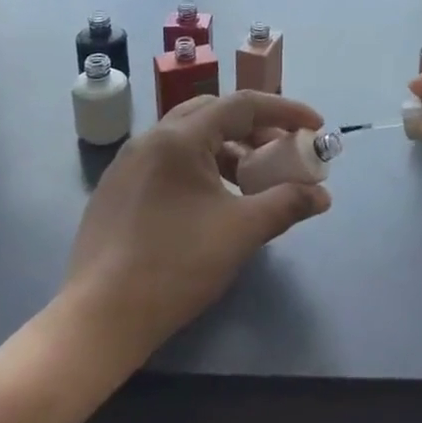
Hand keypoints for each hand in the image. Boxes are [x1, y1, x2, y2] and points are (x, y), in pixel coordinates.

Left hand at [61, 91, 331, 368]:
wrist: (100, 317)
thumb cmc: (176, 266)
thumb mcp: (241, 232)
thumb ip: (286, 204)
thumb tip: (322, 195)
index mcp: (180, 137)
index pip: (243, 104)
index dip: (285, 110)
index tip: (315, 126)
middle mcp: (151, 138)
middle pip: (214, 113)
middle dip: (255, 126)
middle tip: (282, 150)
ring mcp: (128, 162)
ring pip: (189, 137)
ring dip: (227, 148)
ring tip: (251, 180)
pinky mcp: (116, 188)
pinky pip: (168, 160)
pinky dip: (200, 166)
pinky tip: (212, 201)